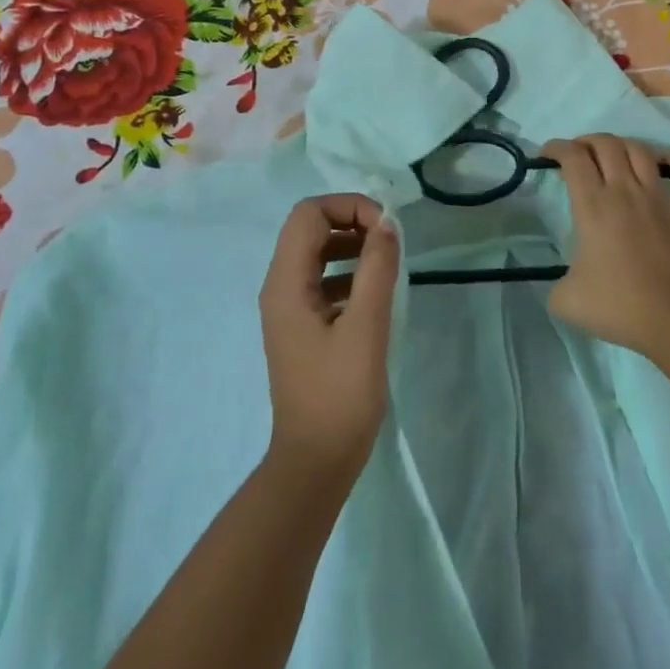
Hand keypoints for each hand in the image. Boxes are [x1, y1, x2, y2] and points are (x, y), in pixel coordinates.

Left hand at [259, 195, 398, 485]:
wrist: (315, 462)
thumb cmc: (340, 394)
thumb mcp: (366, 327)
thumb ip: (376, 269)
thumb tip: (386, 224)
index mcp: (286, 283)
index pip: (309, 213)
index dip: (348, 207)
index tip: (386, 228)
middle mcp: (279, 287)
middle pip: (310, 228)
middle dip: (351, 222)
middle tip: (390, 241)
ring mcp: (288, 308)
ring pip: (316, 254)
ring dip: (352, 246)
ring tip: (387, 264)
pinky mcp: (302, 327)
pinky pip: (322, 281)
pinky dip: (349, 274)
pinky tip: (375, 294)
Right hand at [542, 135, 669, 358]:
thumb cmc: (617, 306)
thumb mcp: (564, 300)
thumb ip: (556, 283)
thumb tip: (565, 282)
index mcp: (593, 206)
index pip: (573, 158)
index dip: (556, 148)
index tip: (546, 155)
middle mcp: (625, 192)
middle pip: (606, 145)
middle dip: (587, 141)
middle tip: (577, 155)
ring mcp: (659, 200)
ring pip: (642, 152)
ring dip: (623, 146)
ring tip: (613, 155)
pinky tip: (667, 162)